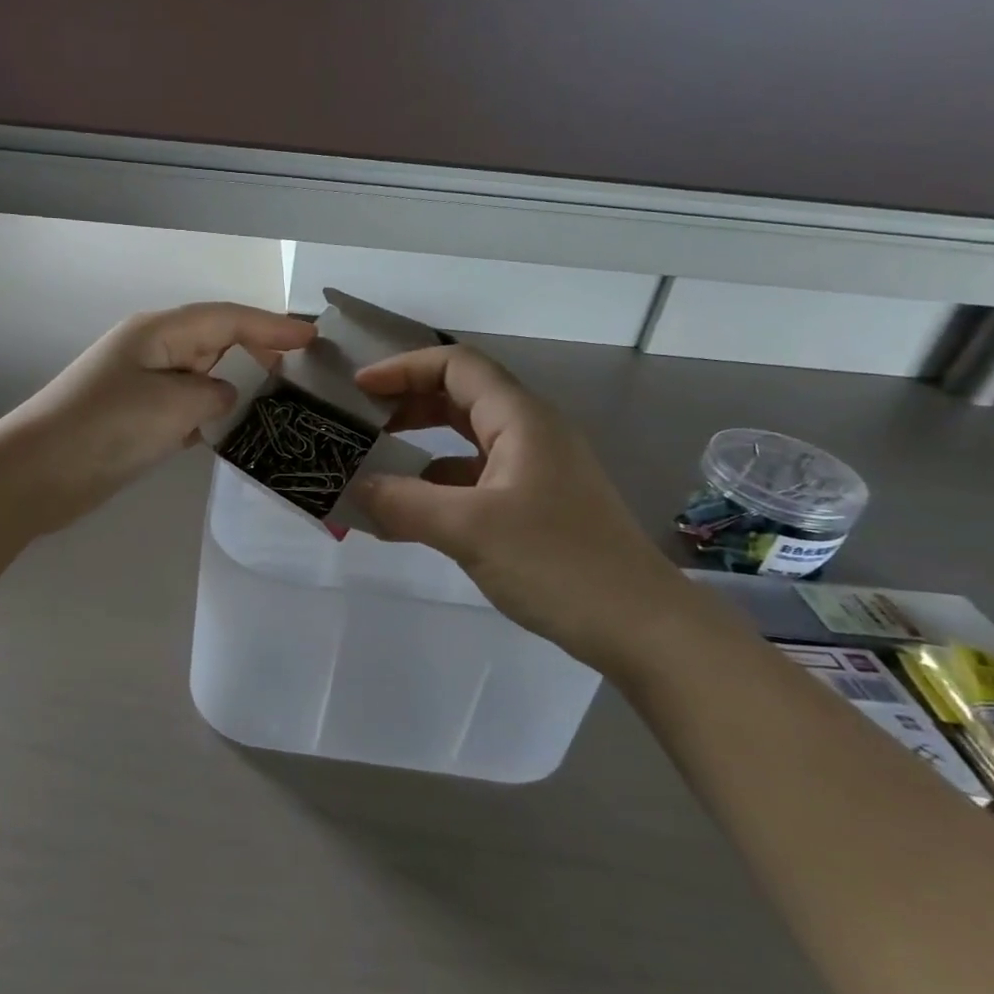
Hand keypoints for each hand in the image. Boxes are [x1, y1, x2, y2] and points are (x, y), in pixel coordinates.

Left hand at [0, 302, 314, 532]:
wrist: (36, 474)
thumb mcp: (173, 405)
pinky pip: (185, 407)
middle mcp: (151, 350)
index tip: (313, 337)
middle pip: (215, 341)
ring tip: (279, 403)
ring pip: (201, 376)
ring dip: (236, 386)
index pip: (227, 318)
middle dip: (258, 353)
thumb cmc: (106, 428)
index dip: (272, 326)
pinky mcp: (134, 418)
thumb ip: (214, 395)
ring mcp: (140, 385)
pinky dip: (210, 415)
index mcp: (158, 332)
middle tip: (301, 374)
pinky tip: (232, 433)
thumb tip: (223, 397)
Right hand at [351, 344, 711, 674]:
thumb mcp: (470, 529)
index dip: (403, 368)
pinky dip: (436, 488)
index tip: (358, 389)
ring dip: (418, 449)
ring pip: (464, 442)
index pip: (456, 365)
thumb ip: (404, 504)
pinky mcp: (534, 507)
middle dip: (406, 404)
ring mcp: (534, 471)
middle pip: (459, 397)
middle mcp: (529, 433)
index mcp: (520, 419)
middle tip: (359, 424)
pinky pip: (473, 481)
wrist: (640, 628)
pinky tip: (406, 516)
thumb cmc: (558, 562)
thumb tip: (353, 490)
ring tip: (372, 468)